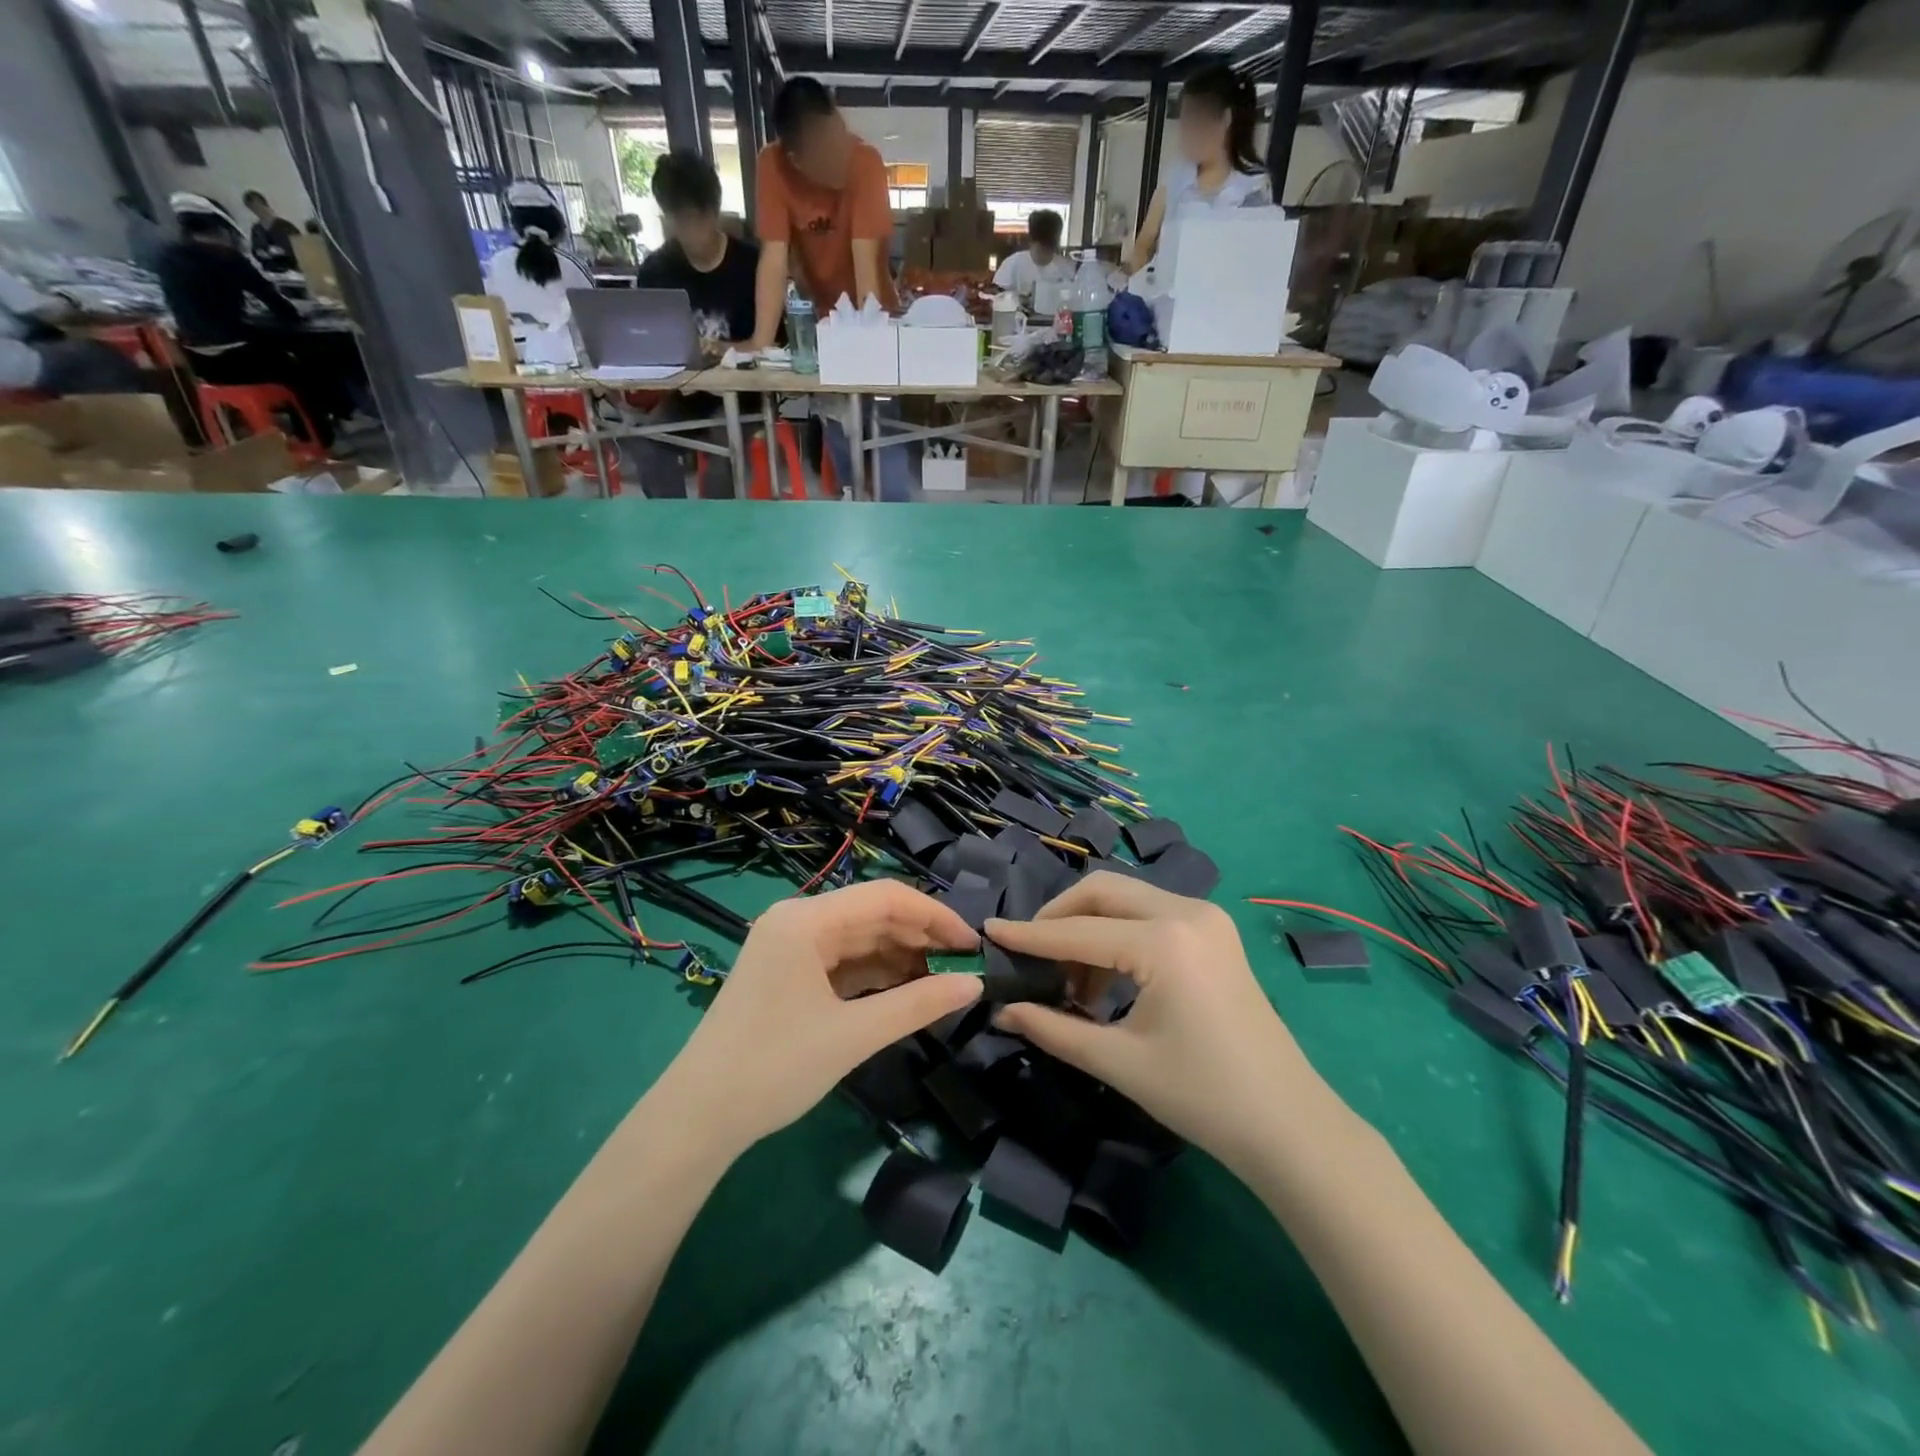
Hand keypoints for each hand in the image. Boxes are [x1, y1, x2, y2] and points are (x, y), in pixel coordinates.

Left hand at [657, 880, 982, 1156]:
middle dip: (920, 937)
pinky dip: (876, 975)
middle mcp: (798, 921)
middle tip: (963, 967)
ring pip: (860, 939)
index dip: (934, 915)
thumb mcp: (853, 1035)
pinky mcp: (789, 973)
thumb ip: (918, 1005)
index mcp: (806, 920)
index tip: (972, 944)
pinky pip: (843, 962)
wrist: (698, 1118)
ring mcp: (791, 947)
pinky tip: (906, 991)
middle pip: (873, 915)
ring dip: (901, 957)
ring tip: (942, 981)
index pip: (885, 897)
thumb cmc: (775, 1067)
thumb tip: (974, 985)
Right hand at [986, 873, 1318, 1175]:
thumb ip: (1053, 1028)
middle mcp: (1186, 911)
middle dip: (1059, 916)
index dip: (1028, 935)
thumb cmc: (1202, 1096)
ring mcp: (1206, 917)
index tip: (989, 931)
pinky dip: (1118, 935)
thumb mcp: (1118, 1061)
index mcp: (1163, 940)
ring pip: (1126, 898)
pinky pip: (1150, 915)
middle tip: (1029, 953)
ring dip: (1089, 927)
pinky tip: (1105, 980)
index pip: (1078, 931)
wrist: (1289, 1125)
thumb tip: (1003, 1010)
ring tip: (1069, 982)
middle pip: (1102, 891)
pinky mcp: (1214, 932)